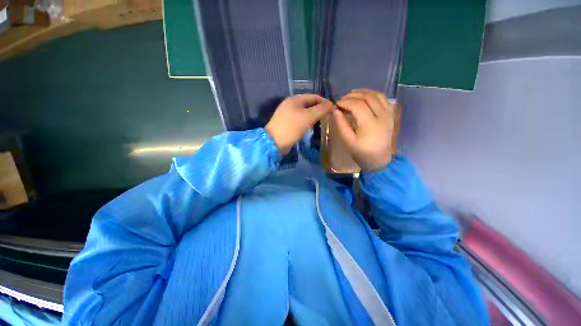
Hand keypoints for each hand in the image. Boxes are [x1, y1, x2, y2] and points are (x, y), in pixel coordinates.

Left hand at [266, 94, 333, 153]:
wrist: (274, 142)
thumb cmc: (292, 127)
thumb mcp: (308, 117)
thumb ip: (321, 109)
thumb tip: (331, 104)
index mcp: (295, 99)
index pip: (314, 96)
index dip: (324, 101)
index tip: (333, 109)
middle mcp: (290, 104)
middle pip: (309, 104)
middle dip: (319, 109)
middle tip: (329, 116)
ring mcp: (287, 114)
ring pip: (304, 112)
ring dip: (314, 116)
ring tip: (322, 121)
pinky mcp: (287, 123)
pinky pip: (300, 119)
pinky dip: (307, 121)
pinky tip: (312, 126)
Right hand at [334, 89, 395, 171]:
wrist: (379, 161)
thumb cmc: (362, 153)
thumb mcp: (348, 141)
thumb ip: (341, 125)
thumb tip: (335, 111)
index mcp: (370, 124)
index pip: (357, 105)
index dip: (345, 102)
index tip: (336, 104)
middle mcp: (382, 116)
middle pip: (368, 97)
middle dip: (353, 95)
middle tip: (342, 99)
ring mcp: (388, 115)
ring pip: (377, 95)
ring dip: (363, 92)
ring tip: (352, 95)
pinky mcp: (391, 116)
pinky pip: (384, 99)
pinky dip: (373, 95)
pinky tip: (365, 98)